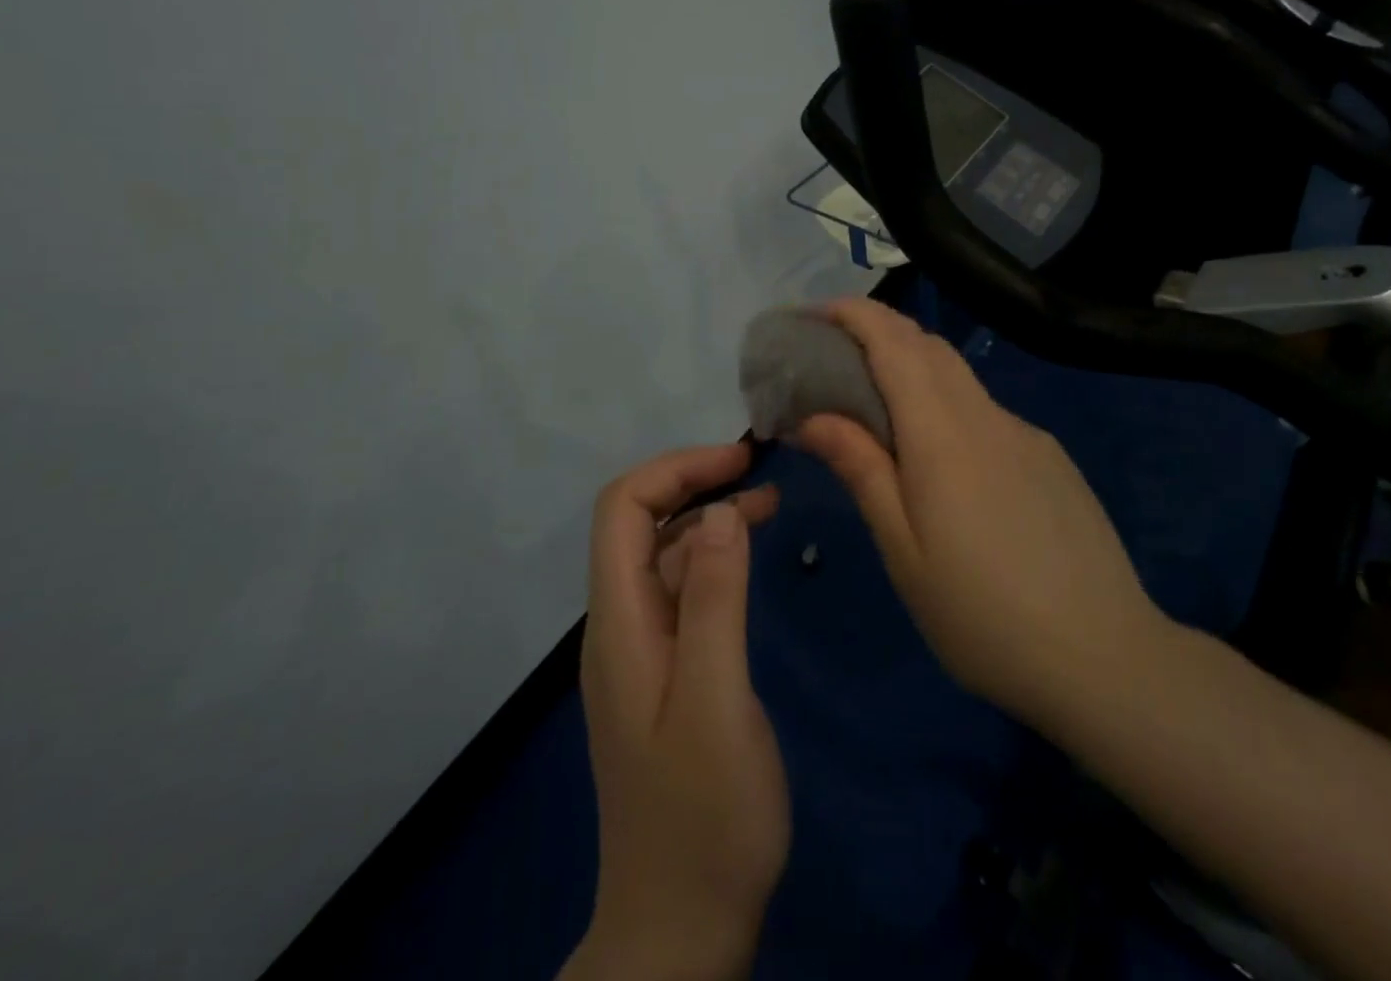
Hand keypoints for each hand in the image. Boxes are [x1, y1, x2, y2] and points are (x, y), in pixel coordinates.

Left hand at [566, 444, 788, 980]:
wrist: (680, 928)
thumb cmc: (704, 817)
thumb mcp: (717, 701)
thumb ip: (714, 601)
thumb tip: (718, 512)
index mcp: (620, 624)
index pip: (623, 510)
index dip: (675, 470)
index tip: (738, 461)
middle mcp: (620, 625)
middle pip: (640, 524)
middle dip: (694, 483)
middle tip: (760, 473)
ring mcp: (641, 650)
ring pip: (664, 555)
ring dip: (709, 518)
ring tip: (770, 504)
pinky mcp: (665, 672)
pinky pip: (681, 592)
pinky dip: (714, 559)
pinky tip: (749, 559)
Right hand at [793, 300, 1171, 732]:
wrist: (1106, 658)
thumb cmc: (983, 616)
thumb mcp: (904, 550)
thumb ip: (861, 469)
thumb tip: (812, 415)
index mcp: (944, 435)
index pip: (894, 342)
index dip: (852, 314)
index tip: (812, 314)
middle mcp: (987, 417)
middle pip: (927, 346)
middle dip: (876, 331)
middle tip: (830, 356)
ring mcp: (1026, 434)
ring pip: (958, 376)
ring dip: (910, 367)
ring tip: (873, 402)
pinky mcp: (1049, 457)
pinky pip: (985, 410)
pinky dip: (946, 405)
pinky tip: (939, 457)